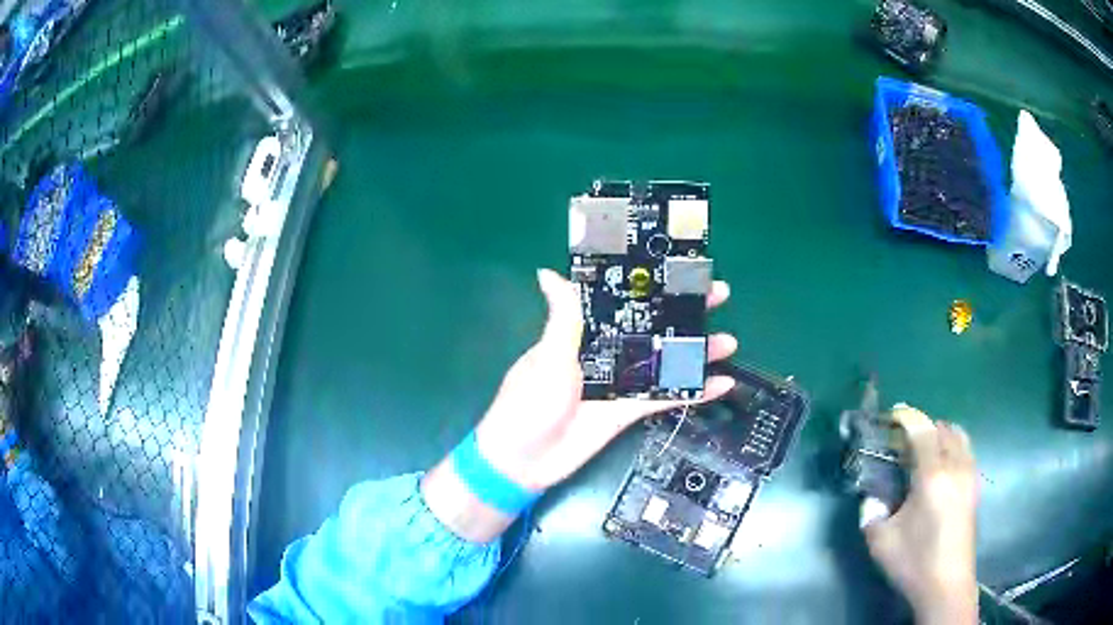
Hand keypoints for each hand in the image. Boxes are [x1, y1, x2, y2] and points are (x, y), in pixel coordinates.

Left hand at [422, 269, 736, 541]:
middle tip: (720, 295)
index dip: (651, 286)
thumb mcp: (547, 357)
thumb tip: (548, 272)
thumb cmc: (528, 403)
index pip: (623, 301)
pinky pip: (665, 397)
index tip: (681, 270)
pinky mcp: (628, 411)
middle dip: (685, 312)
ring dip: (696, 352)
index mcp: (583, 332)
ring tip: (729, 342)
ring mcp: (620, 382)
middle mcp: (606, 352)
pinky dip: (692, 392)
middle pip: (652, 327)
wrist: (522, 461)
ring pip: (665, 361)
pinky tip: (720, 385)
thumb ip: (562, 319)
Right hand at [863, 405, 978, 624]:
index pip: (922, 430)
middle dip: (922, 427)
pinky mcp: (974, 487)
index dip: (907, 417)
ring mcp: (969, 475)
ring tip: (923, 452)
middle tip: (903, 442)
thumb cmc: (914, 561)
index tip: (892, 416)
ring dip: (940, 435)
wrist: (947, 584)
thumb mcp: (880, 541)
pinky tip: (941, 469)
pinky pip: (966, 451)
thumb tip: (872, 498)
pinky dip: (953, 447)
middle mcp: (955, 466)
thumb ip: (870, 513)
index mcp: (932, 475)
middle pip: (943, 428)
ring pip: (959, 436)